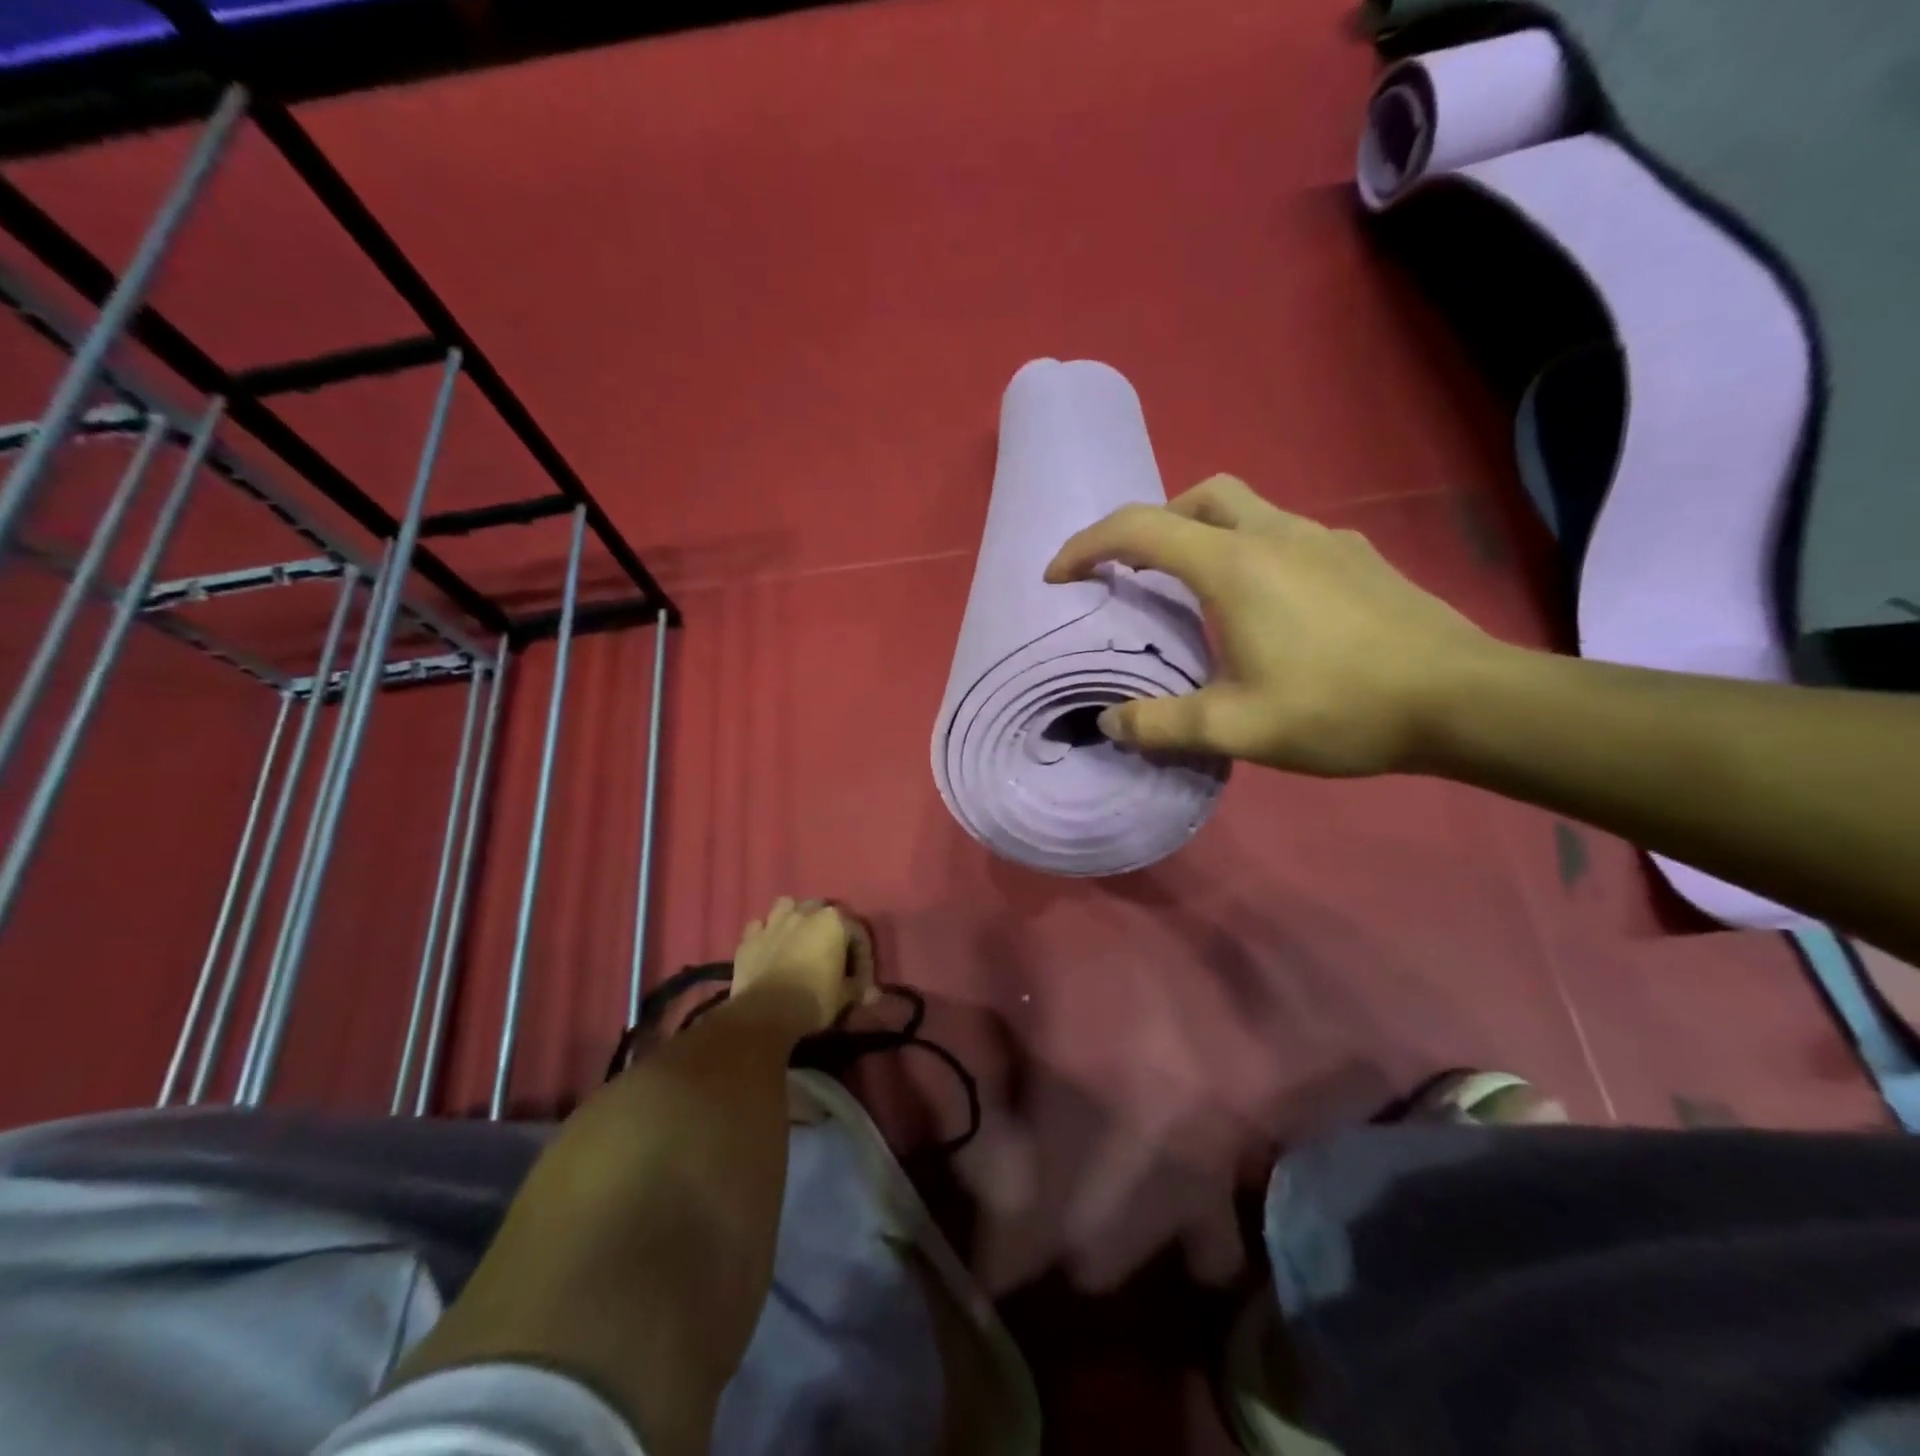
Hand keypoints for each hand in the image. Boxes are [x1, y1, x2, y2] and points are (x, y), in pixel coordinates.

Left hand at [731, 897, 875, 1032]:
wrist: (765, 1012)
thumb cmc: (813, 999)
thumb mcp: (844, 997)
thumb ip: (858, 988)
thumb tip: (873, 994)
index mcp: (833, 922)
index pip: (857, 932)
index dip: (862, 956)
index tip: (861, 979)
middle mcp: (804, 913)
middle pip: (820, 909)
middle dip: (826, 926)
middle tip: (829, 950)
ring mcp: (774, 923)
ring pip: (786, 906)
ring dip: (793, 918)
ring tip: (797, 937)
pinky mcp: (749, 938)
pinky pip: (759, 927)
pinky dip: (765, 934)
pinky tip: (769, 947)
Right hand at [1044, 474, 1502, 775]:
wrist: (1463, 701)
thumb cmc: (1339, 707)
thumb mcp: (1235, 729)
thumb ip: (1161, 725)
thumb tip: (1110, 723)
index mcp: (1234, 565)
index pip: (1140, 529)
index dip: (1087, 545)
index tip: (1060, 576)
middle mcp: (1275, 534)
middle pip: (1198, 497)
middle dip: (1154, 524)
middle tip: (1138, 573)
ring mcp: (1324, 539)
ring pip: (1247, 509)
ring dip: (1205, 535)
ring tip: (1198, 595)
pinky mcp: (1357, 558)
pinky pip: (1286, 535)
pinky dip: (1253, 553)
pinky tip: (1269, 609)